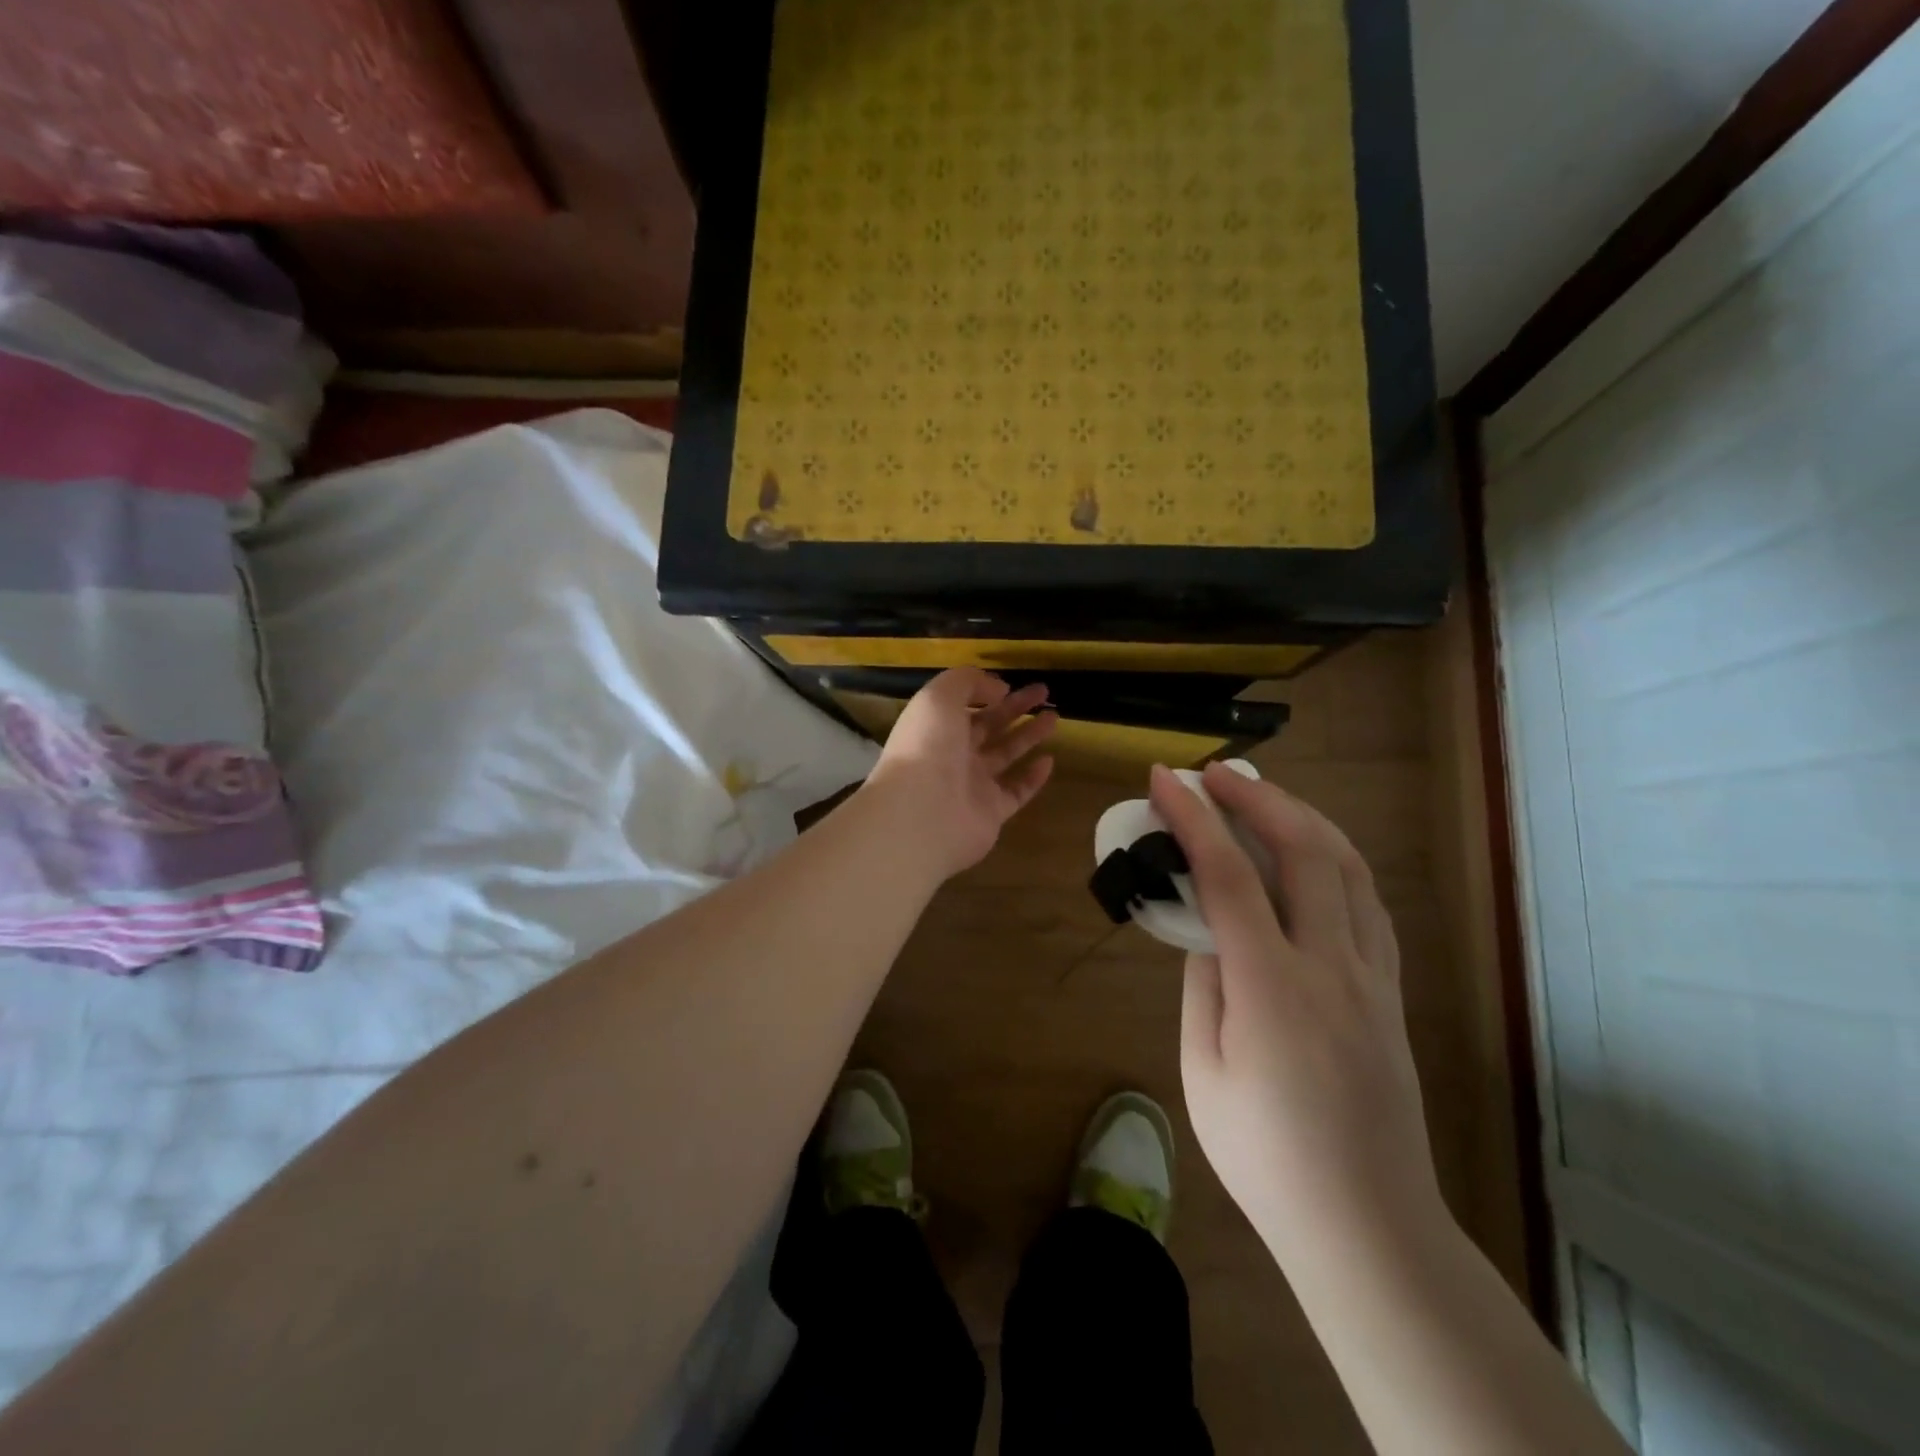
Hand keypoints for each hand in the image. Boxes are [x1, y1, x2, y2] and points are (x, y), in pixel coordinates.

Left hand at [863, 668, 1057, 879]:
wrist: (921, 814)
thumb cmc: (927, 747)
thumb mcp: (939, 697)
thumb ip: (967, 682)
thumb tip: (998, 689)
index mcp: (935, 728)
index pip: (963, 706)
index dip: (986, 692)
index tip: (1012, 684)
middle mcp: (952, 755)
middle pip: (988, 727)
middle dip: (1015, 708)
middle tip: (1044, 692)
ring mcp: (972, 786)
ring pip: (1005, 755)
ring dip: (1028, 735)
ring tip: (1054, 717)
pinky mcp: (991, 813)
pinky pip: (1016, 792)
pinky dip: (1032, 778)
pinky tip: (1049, 760)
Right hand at [1149, 761, 1441, 1259]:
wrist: (1367, 1223)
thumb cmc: (1264, 1157)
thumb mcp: (1202, 1073)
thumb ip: (1202, 987)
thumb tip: (1205, 931)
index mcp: (1273, 988)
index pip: (1229, 876)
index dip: (1194, 819)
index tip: (1164, 780)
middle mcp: (1332, 966)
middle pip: (1304, 851)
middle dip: (1257, 797)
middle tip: (1215, 773)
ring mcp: (1373, 976)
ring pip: (1350, 867)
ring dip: (1304, 817)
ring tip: (1263, 796)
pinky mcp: (1391, 992)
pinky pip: (1370, 902)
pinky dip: (1337, 858)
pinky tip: (1313, 854)